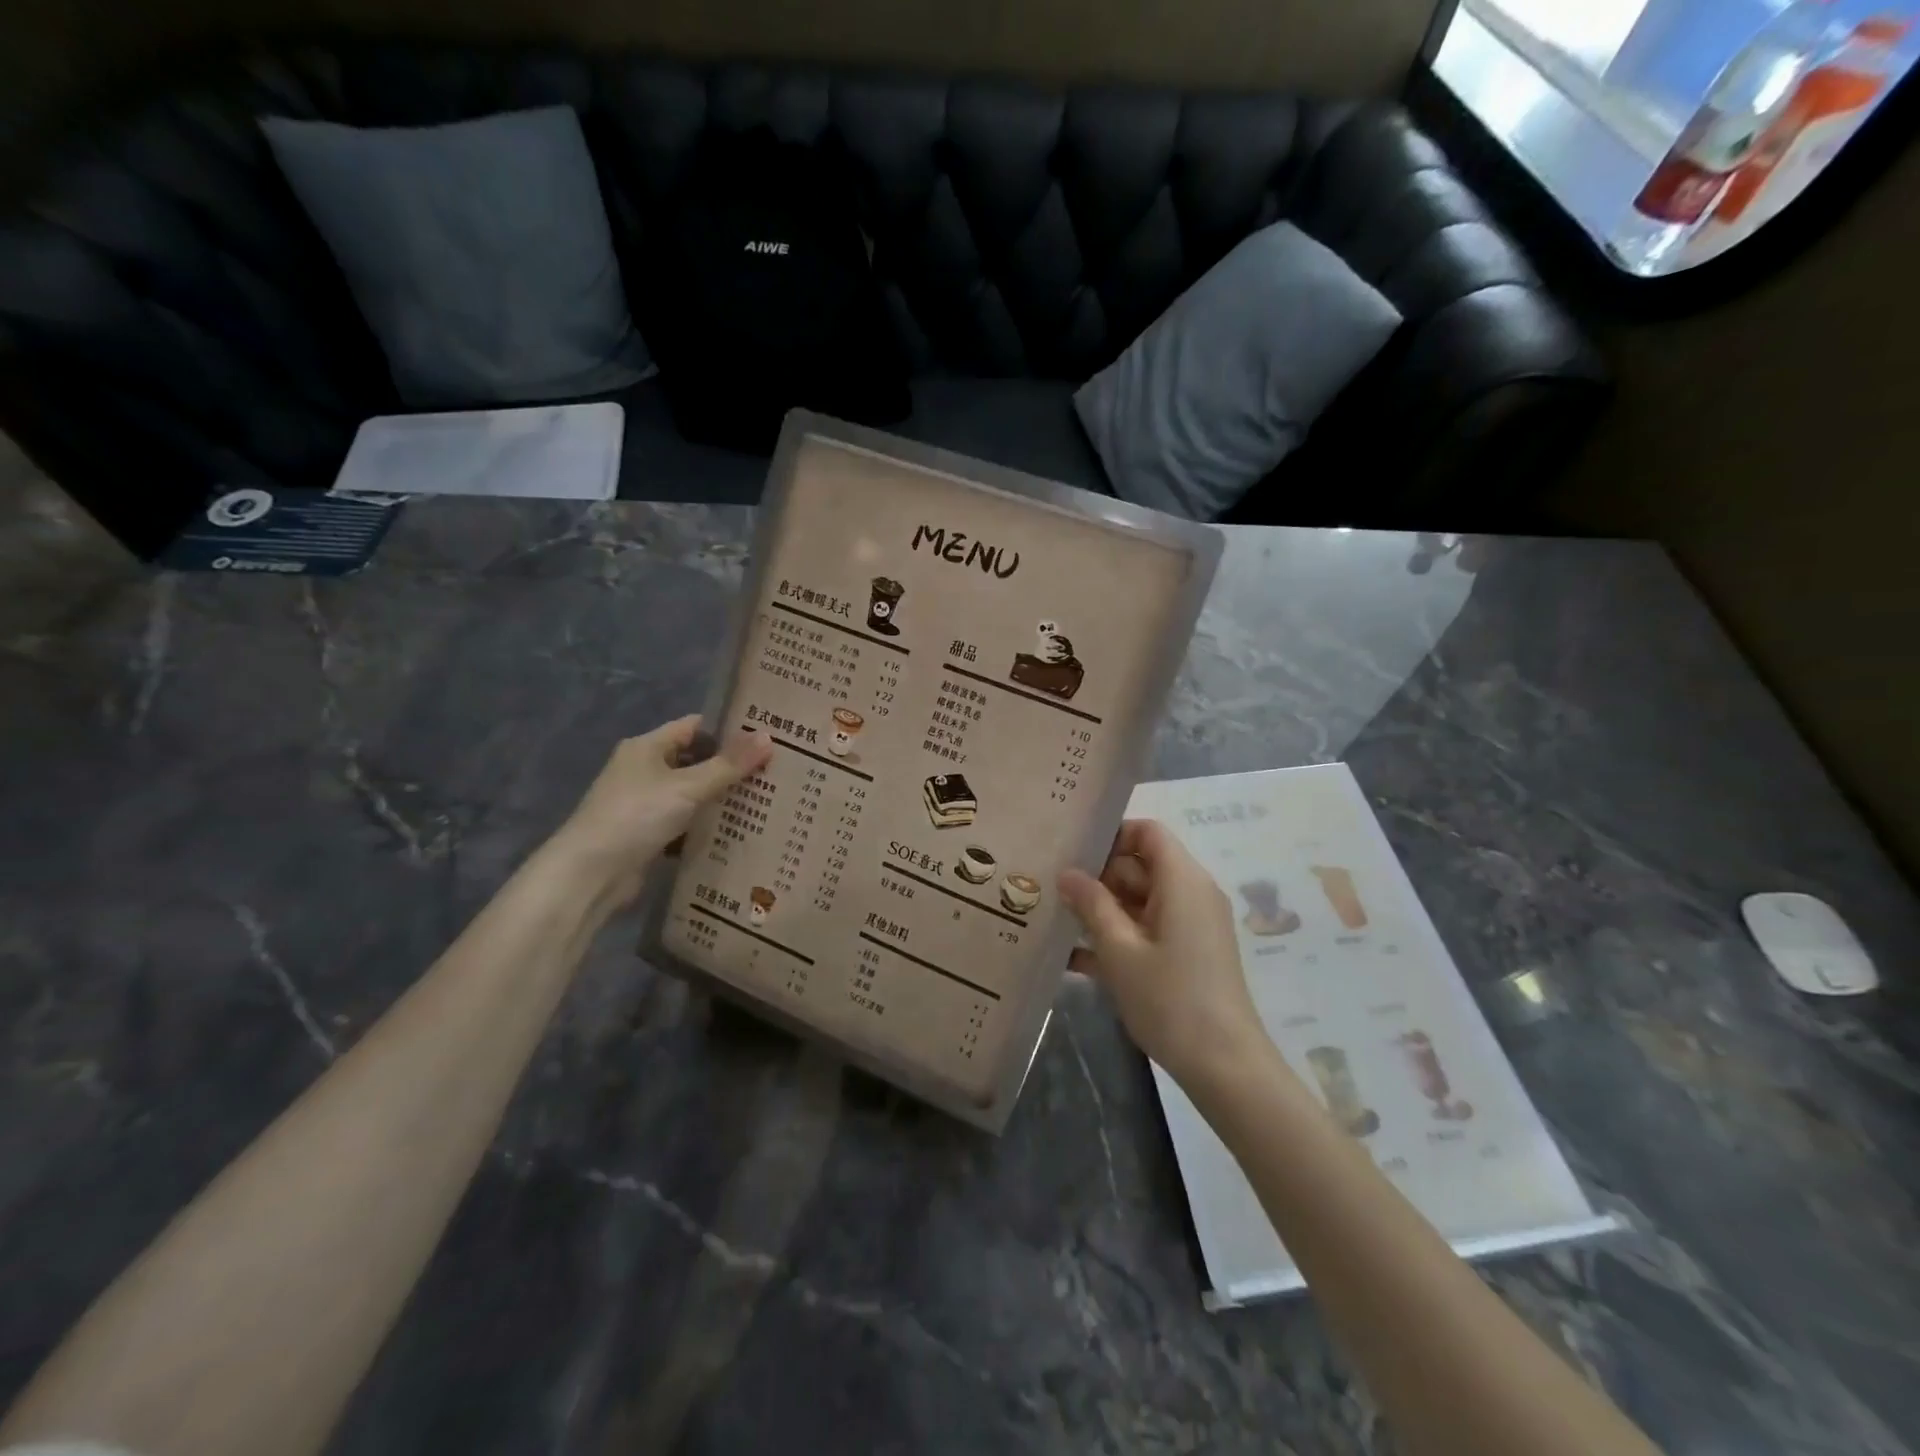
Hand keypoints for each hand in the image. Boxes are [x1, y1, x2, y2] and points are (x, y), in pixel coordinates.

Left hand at [548, 716, 771, 905]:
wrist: (590, 874)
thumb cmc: (637, 816)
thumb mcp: (688, 787)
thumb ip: (728, 765)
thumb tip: (768, 737)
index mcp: (646, 747)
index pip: (694, 727)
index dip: (727, 728)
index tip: (764, 735)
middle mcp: (642, 770)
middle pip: (694, 760)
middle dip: (729, 766)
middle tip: (773, 770)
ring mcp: (643, 803)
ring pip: (691, 793)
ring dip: (719, 798)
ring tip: (764, 799)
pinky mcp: (646, 834)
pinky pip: (684, 822)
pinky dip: (705, 825)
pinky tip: (735, 830)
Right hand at [1060, 820, 1270, 1090]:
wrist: (1224, 1066)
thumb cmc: (1170, 999)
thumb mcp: (1120, 950)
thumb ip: (1092, 904)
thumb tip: (1068, 873)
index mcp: (1182, 881)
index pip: (1147, 832)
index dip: (1111, 835)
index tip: (1072, 855)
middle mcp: (1190, 894)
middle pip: (1140, 866)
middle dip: (1097, 877)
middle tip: (1050, 890)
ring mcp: (1190, 926)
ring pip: (1139, 900)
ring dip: (1101, 910)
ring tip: (1053, 919)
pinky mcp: (1187, 954)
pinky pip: (1147, 929)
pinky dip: (1117, 936)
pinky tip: (1074, 957)